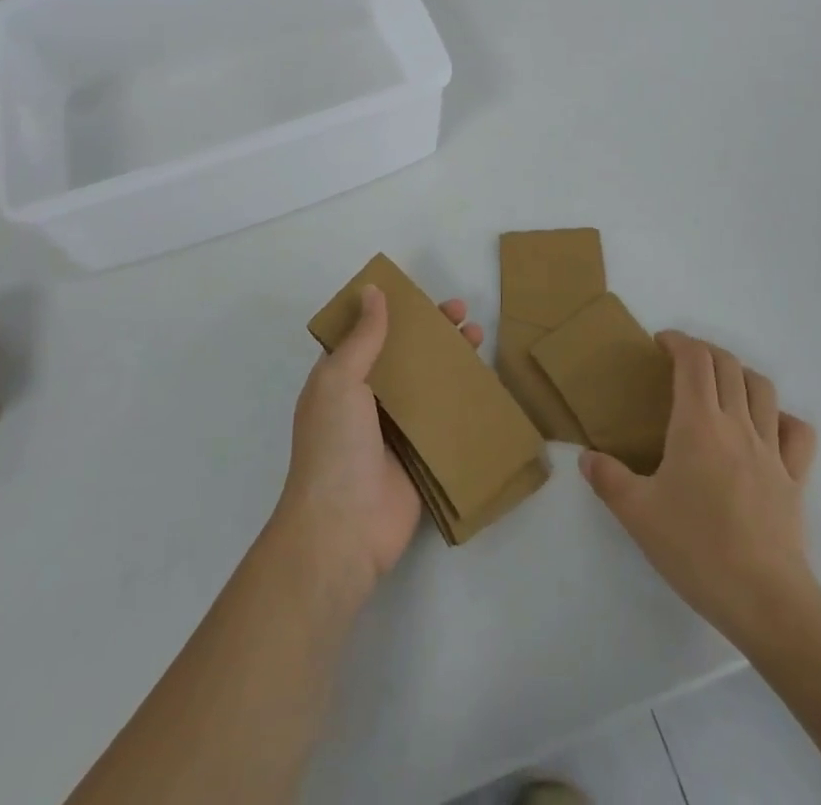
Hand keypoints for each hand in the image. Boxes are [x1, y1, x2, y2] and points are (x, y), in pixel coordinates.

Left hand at [273, 284, 483, 597]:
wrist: (343, 530)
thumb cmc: (334, 446)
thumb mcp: (340, 380)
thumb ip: (362, 337)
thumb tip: (373, 290)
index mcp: (341, 380)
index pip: (370, 334)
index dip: (395, 312)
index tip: (423, 296)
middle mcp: (368, 401)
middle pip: (405, 356)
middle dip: (432, 333)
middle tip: (463, 313)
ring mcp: (396, 431)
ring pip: (429, 385)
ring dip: (452, 361)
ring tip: (479, 337)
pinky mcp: (421, 457)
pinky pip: (445, 421)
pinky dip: (463, 401)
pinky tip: (486, 383)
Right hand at [580, 331, 820, 652]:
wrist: (765, 600)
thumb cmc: (696, 549)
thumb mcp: (637, 514)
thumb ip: (608, 479)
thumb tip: (585, 458)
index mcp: (698, 424)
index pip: (694, 360)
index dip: (678, 341)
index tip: (659, 344)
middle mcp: (737, 425)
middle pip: (728, 365)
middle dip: (704, 351)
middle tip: (682, 361)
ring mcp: (771, 450)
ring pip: (763, 389)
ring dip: (740, 374)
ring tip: (721, 385)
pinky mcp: (795, 479)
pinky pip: (797, 433)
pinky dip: (781, 417)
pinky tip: (766, 427)